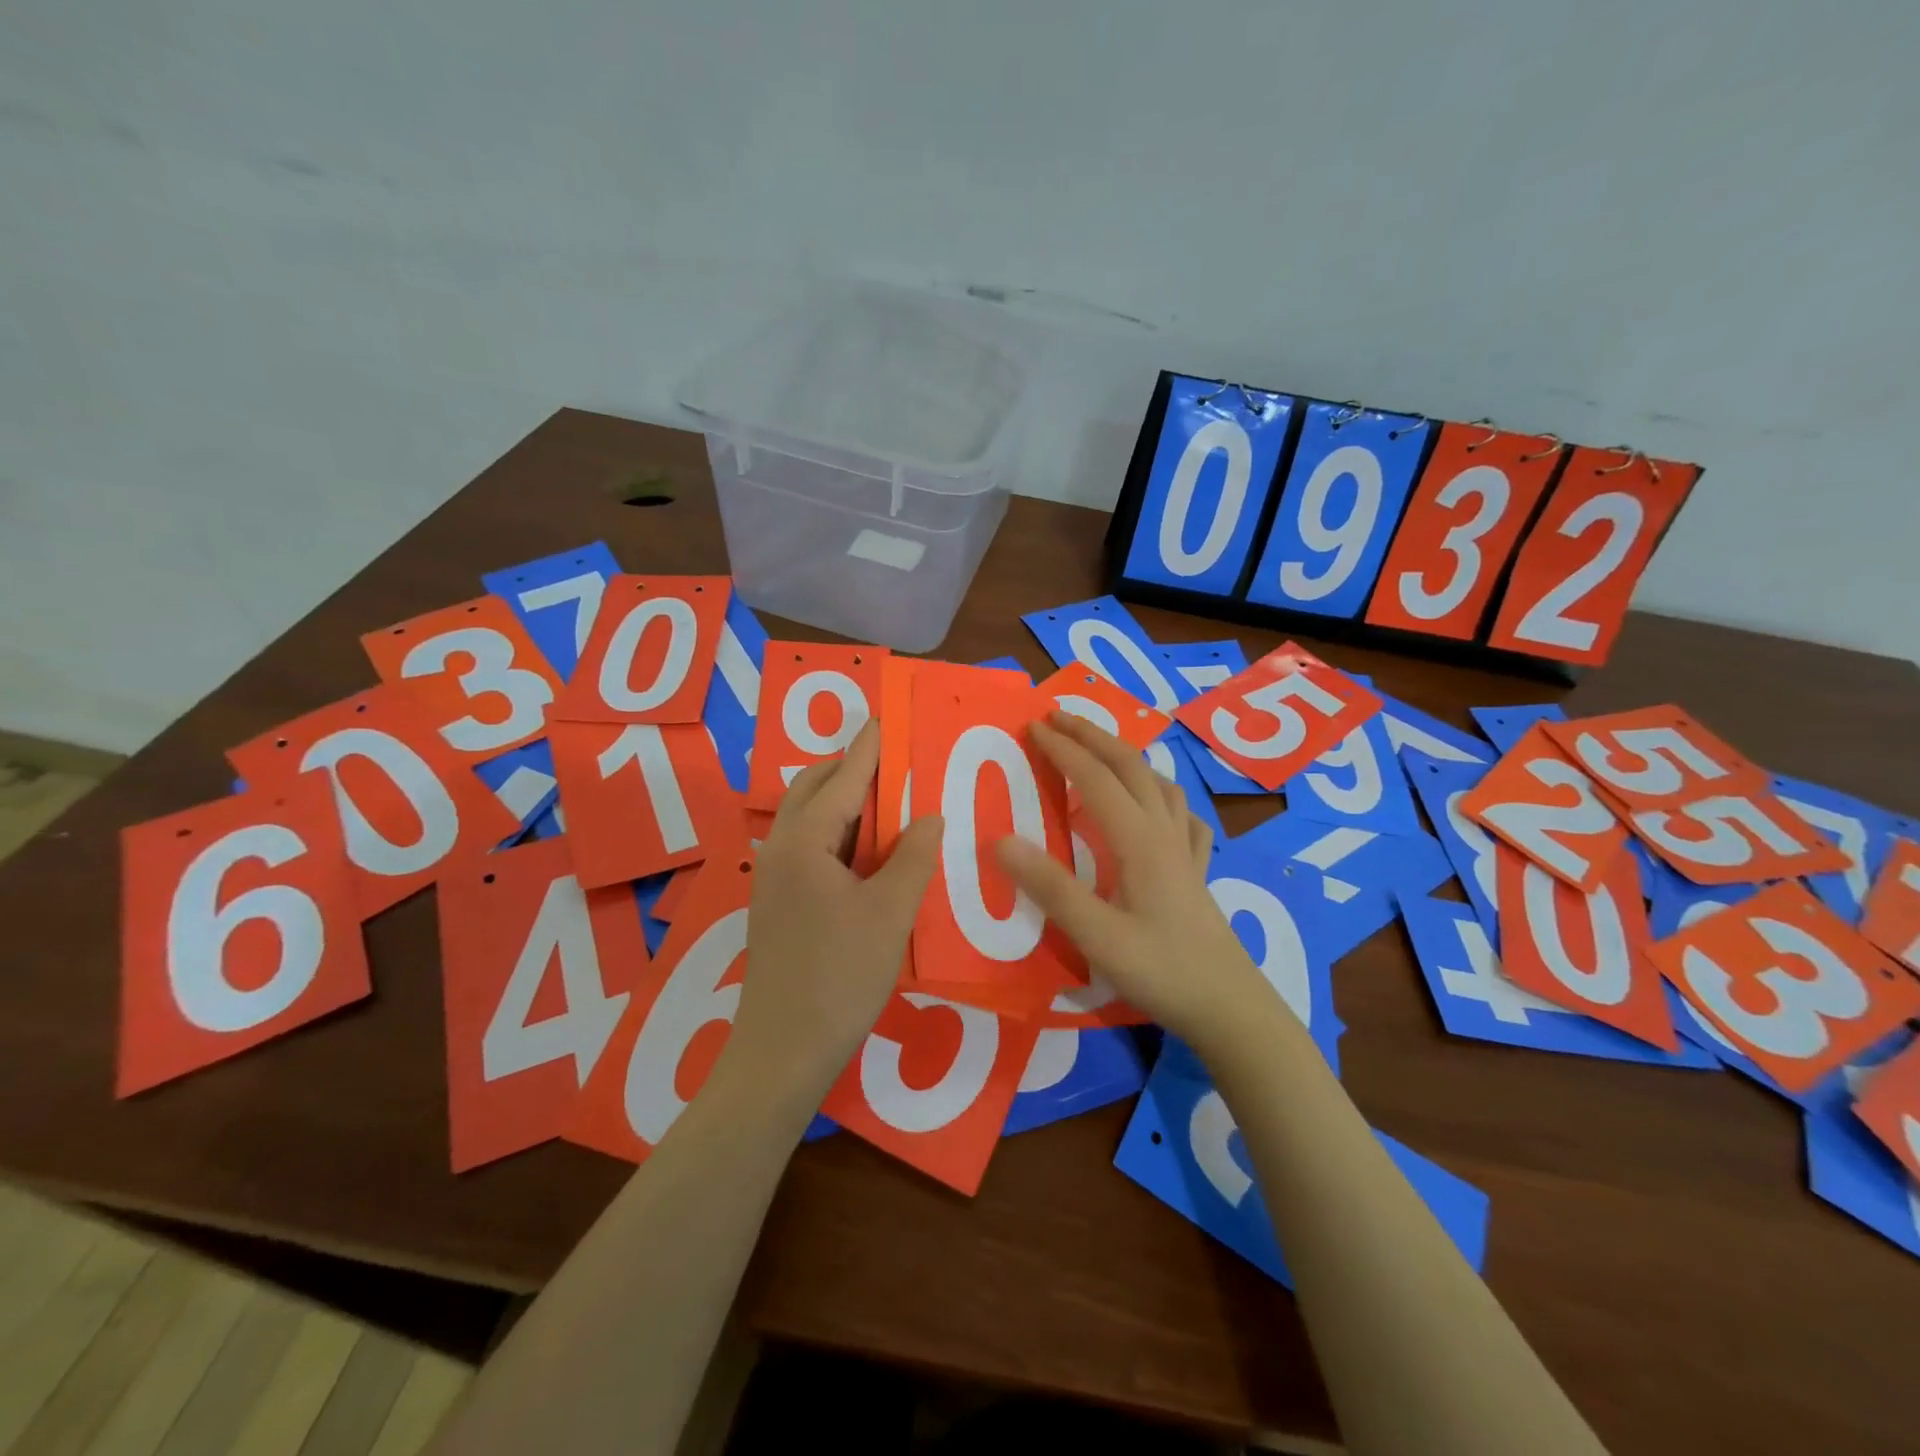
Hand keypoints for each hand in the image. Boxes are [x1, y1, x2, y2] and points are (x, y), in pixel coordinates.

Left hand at [732, 721, 941, 1102]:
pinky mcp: (777, 904)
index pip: (841, 779)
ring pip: (808, 820)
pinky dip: (838, 835)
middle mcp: (779, 850)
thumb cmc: (840, 976)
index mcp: (803, 843)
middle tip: (893, 763)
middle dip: (848, 769)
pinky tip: (868, 852)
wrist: (783, 1052)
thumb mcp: (889, 914)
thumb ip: (913, 858)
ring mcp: (773, 878)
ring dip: (843, 803)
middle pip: (812, 790)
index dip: (867, 749)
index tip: (884, 718)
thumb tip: (931, 816)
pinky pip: (809, 848)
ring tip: (887, 801)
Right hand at [995, 712, 1272, 1048]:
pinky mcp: (1196, 871)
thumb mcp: (1097, 937)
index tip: (1033, 727)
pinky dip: (1161, 794)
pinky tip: (1157, 807)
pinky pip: (1180, 814)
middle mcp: (1164, 833)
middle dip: (1093, 735)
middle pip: (1130, 766)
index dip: (1064, 749)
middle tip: (1058, 718)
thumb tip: (1001, 840)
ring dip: (1125, 757)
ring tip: (1100, 753)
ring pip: (1158, 783)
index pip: (1096, 779)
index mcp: (1139, 841)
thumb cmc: (1162, 972)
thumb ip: (1051, 889)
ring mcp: (1185, 850)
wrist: (1230, 1007)